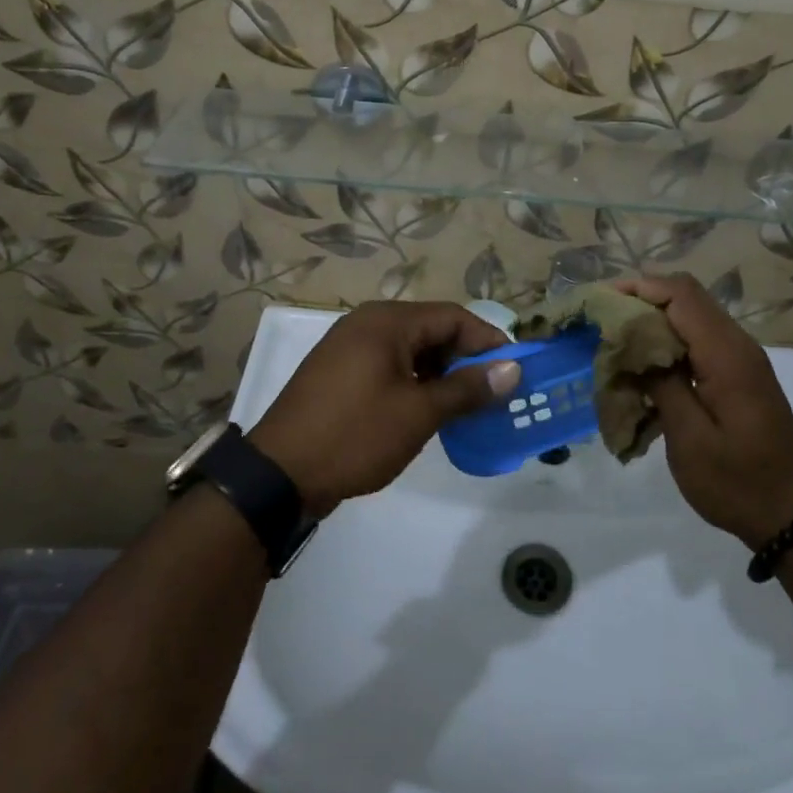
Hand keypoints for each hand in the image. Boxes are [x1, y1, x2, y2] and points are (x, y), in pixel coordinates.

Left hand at [249, 302, 519, 512]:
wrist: (278, 475)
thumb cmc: (355, 435)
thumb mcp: (419, 413)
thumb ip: (467, 388)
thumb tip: (512, 369)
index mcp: (387, 321)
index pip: (453, 317)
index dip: (488, 341)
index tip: (514, 371)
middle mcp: (367, 323)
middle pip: (432, 330)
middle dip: (465, 359)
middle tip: (493, 392)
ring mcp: (349, 347)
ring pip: (411, 349)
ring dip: (441, 373)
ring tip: (465, 406)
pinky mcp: (339, 372)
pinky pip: (389, 365)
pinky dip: (414, 382)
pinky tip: (428, 411)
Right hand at [615, 274, 792, 548]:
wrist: (790, 518)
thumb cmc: (735, 482)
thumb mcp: (689, 438)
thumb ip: (661, 383)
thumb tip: (635, 344)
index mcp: (727, 355)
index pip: (682, 295)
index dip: (640, 288)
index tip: (603, 300)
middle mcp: (739, 345)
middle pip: (689, 297)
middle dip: (645, 298)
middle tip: (605, 318)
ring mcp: (743, 359)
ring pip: (695, 316)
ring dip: (657, 318)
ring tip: (619, 338)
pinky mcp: (741, 375)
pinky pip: (702, 339)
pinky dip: (671, 339)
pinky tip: (648, 363)